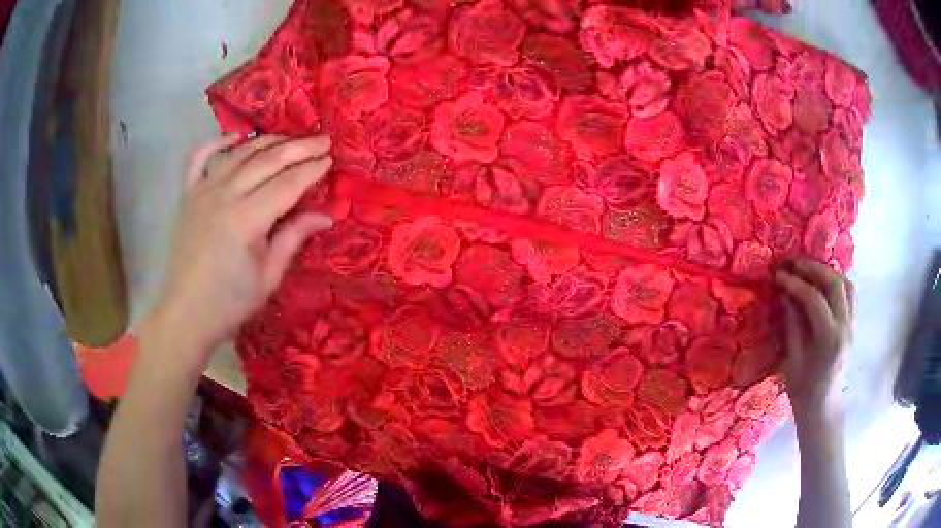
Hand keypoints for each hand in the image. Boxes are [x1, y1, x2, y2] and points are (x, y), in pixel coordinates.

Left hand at [147, 134, 333, 365]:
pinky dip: (217, 143)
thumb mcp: (269, 277)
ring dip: (267, 142)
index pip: (286, 184)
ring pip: (239, 154)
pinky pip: (199, 158)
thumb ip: (294, 238)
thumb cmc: (230, 302)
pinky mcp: (187, 195)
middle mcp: (224, 196)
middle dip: (298, 148)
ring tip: (290, 138)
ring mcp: (202, 192)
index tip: (330, 159)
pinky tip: (235, 138)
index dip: (311, 170)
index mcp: (246, 221)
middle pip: (266, 161)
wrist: (187, 313)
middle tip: (322, 139)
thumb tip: (326, 215)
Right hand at [775, 259, 854, 418]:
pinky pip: (850, 294)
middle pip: (834, 283)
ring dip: (827, 272)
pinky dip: (837, 282)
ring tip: (809, 270)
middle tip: (793, 264)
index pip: (814, 299)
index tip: (778, 275)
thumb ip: (792, 324)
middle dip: (813, 269)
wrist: (823, 409)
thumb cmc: (804, 391)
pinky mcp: (853, 325)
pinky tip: (823, 284)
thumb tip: (785, 294)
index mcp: (829, 339)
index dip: (795, 284)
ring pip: (846, 284)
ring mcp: (852, 325)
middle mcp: (845, 327)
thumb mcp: (793, 360)